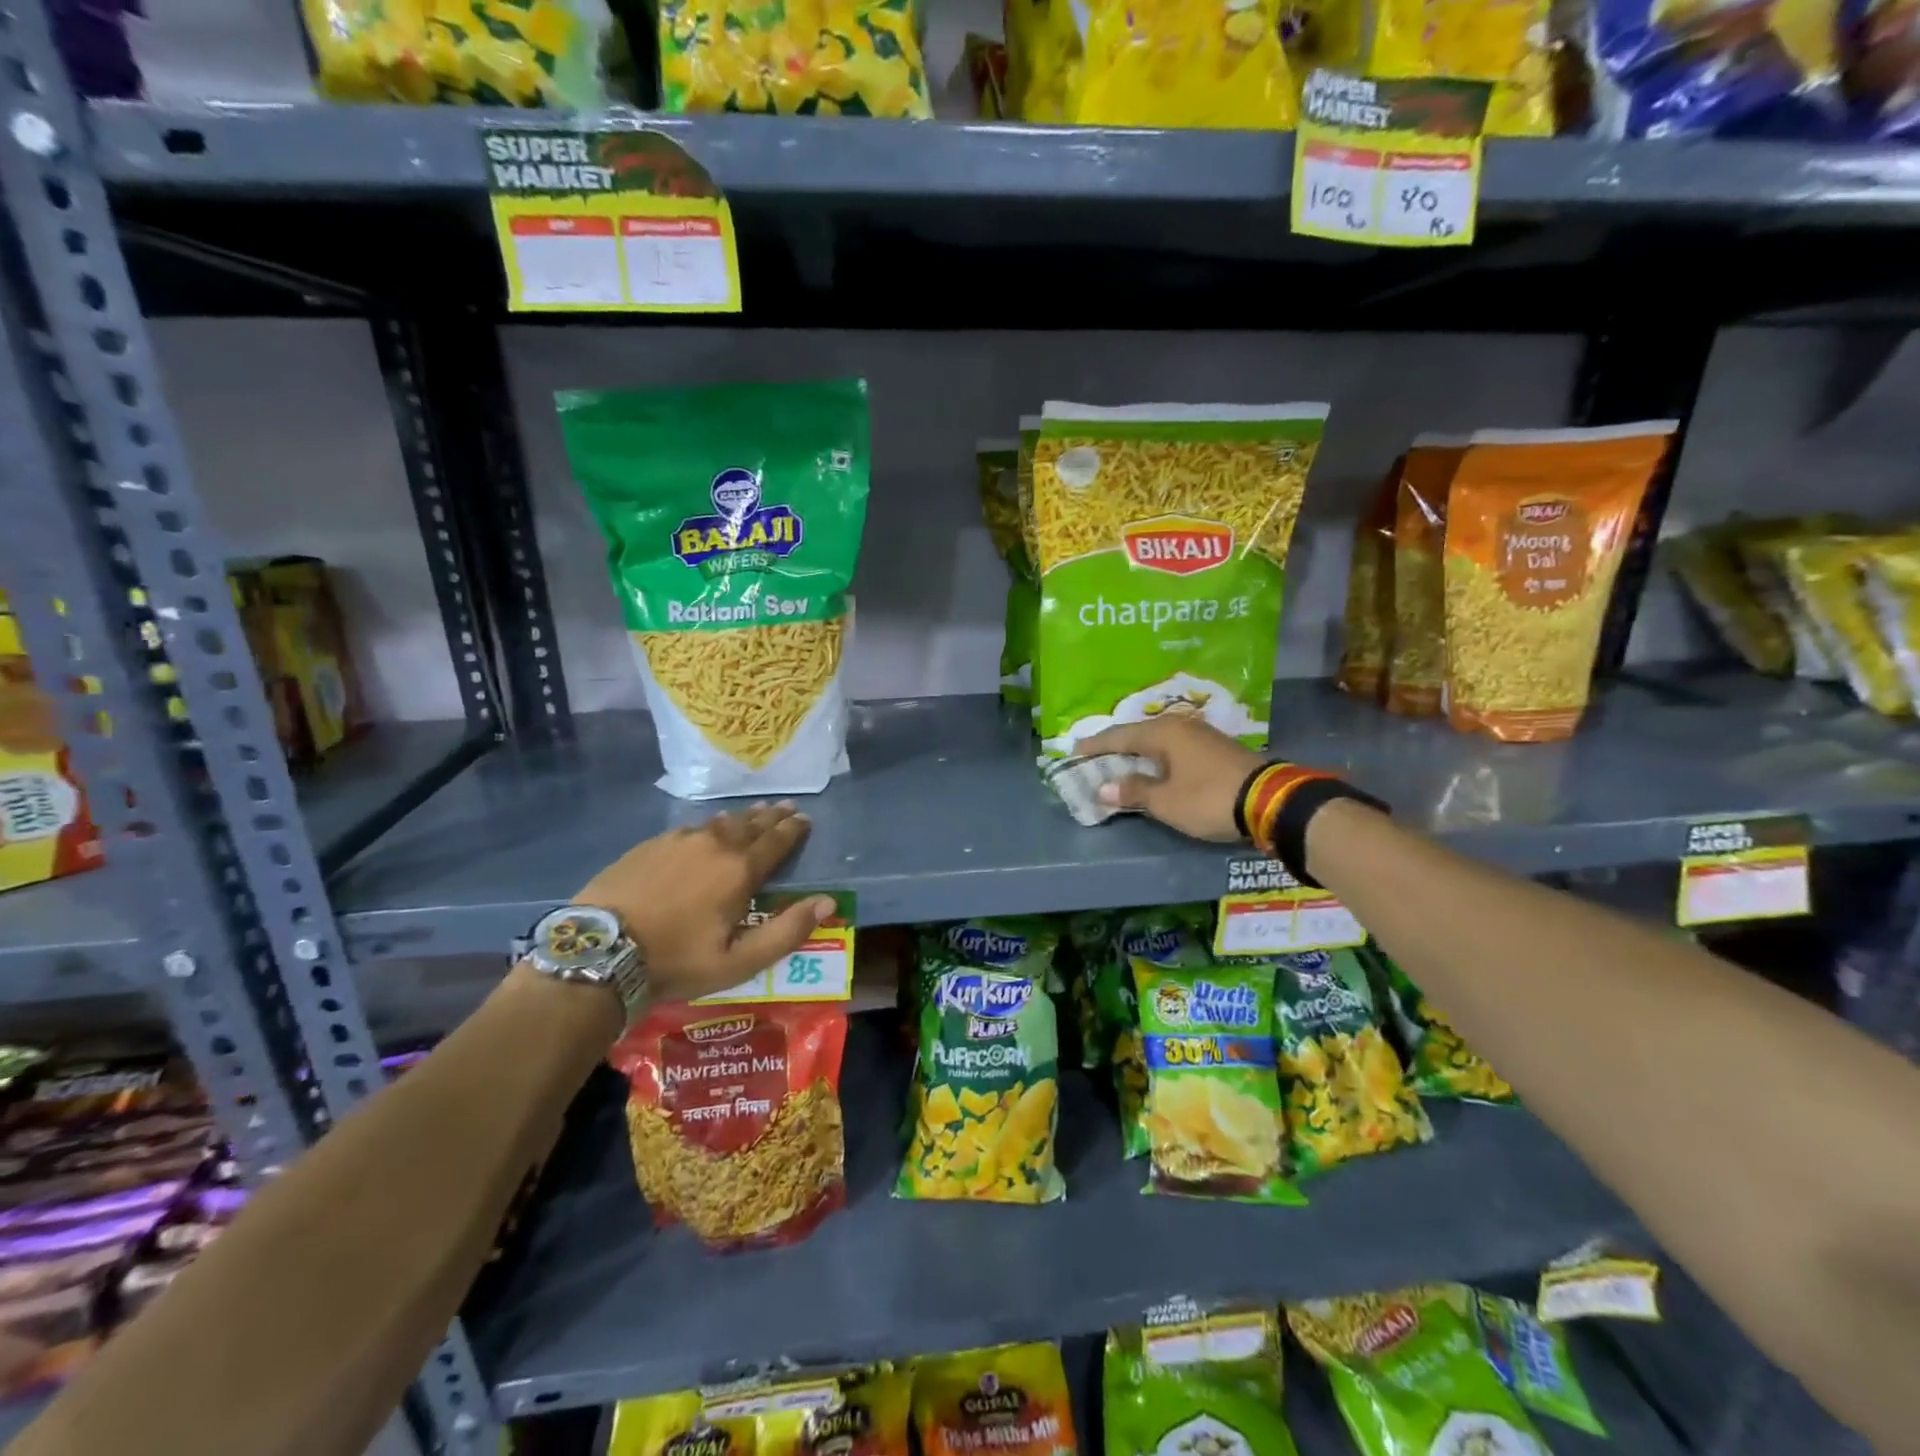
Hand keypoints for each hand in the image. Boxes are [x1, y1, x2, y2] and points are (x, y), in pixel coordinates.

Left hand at [575, 802, 832, 1003]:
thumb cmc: (676, 961)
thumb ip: (787, 931)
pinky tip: (707, 827)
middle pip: (750, 825)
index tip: (805, 818)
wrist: (600, 950)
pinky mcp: (650, 845)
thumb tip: (829, 902)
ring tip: (754, 812)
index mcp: (740, 871)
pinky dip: (709, 825)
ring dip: (742, 817)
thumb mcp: (739, 961)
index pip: (776, 841)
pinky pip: (691, 828)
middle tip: (785, 807)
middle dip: (771, 816)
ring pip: (720, 822)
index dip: (794, 830)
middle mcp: (715, 845)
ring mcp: (679, 840)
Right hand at [1078, 718, 1263, 841]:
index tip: (1074, 751)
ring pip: (1158, 741)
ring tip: (1119, 762)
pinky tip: (1153, 767)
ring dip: (1138, 752)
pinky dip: (1157, 757)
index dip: (1095, 745)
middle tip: (1093, 756)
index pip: (1119, 736)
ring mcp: (1201, 735)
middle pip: (1138, 734)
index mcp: (1162, 733)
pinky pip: (1174, 748)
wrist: (1271, 801)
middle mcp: (1179, 726)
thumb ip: (1133, 792)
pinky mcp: (1216, 749)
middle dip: (1115, 746)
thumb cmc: (1209, 798)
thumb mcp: (1166, 801)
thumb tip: (1104, 788)